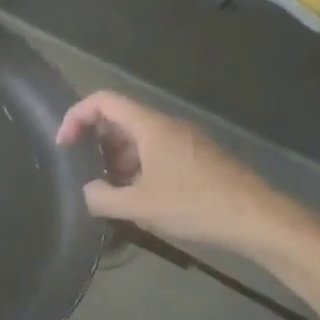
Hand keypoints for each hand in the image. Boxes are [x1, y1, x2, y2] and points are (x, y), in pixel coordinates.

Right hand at [55, 92, 309, 254]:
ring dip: (118, 160)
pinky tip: (140, 199)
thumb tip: (87, 192)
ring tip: (111, 193)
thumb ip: (103, 198)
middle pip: (120, 119)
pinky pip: (157, 152)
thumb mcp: (141, 206)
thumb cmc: (195, 205)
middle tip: (85, 174)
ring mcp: (185, 141)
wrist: (257, 218)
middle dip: (96, 144)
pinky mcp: (197, 158)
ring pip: (139, 139)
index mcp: (150, 126)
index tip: (63, 145)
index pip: (103, 101)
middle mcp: (166, 125)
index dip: (76, 117)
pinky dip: (139, 168)